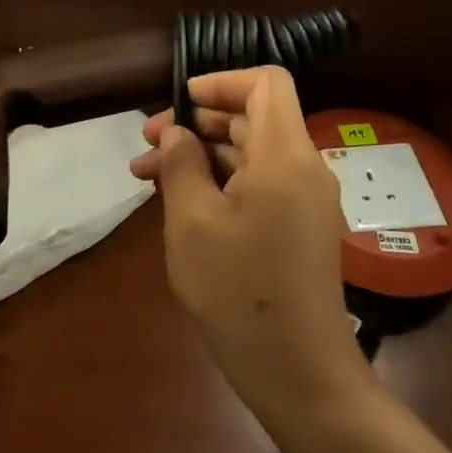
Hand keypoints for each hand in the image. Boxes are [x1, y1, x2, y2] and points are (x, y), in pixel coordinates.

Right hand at [130, 66, 370, 421]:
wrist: (297, 371)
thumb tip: (177, 133)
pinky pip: (259, 184)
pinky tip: (180, 203)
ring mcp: (304, 200)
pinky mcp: (299, 227)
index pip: (266, 83)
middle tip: (147, 145)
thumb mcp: (192, 222)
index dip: (221, 82)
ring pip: (250, 153)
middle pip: (253, 118)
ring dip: (201, 155)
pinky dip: (220, 181)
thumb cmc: (238, 291)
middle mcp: (303, 168)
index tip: (178, 103)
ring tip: (147, 176)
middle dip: (197, 122)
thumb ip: (181, 165)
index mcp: (284, 155)